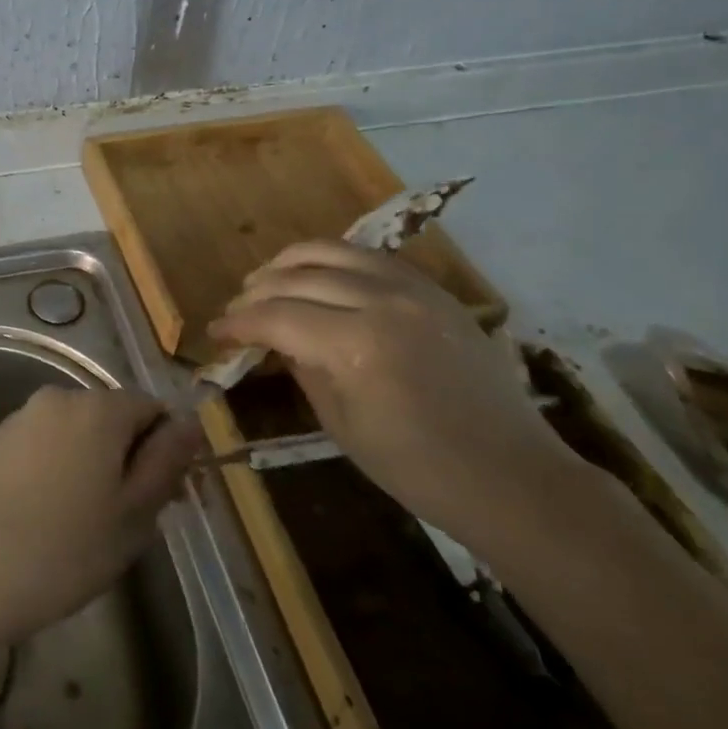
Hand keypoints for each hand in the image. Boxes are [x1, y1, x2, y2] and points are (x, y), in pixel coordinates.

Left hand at [0, 385, 201, 649]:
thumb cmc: (60, 550)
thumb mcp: (132, 515)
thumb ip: (165, 462)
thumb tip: (189, 423)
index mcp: (98, 408)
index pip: (153, 409)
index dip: (166, 452)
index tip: (163, 501)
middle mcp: (57, 399)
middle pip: (112, 420)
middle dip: (127, 462)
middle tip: (125, 524)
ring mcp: (20, 419)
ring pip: (76, 437)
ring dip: (91, 470)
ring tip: (82, 530)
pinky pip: (43, 449)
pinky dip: (55, 474)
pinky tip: (43, 522)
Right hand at [210, 240, 586, 550]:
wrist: (511, 477)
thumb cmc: (417, 468)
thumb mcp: (341, 425)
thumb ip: (302, 369)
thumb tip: (274, 341)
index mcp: (355, 345)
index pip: (276, 317)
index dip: (238, 323)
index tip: (216, 332)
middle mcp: (383, 303)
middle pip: (298, 277)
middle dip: (256, 292)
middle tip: (236, 310)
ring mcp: (414, 291)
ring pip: (334, 251)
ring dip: (290, 262)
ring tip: (267, 279)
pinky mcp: (435, 292)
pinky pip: (372, 259)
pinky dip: (335, 261)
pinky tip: (319, 277)